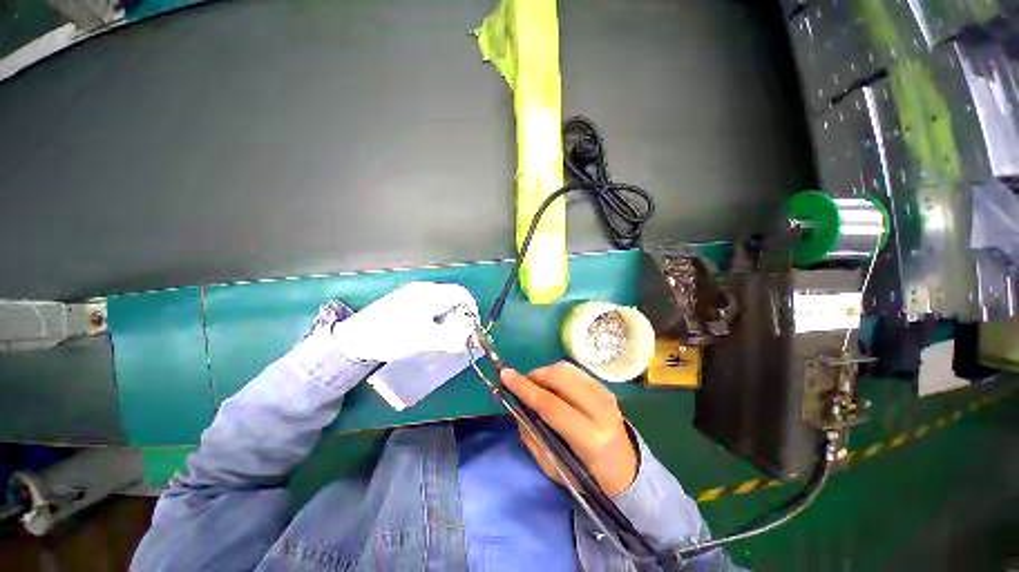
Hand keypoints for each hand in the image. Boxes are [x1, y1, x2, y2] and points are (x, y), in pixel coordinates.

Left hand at [332, 281, 477, 362]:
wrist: (354, 338)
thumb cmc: (390, 336)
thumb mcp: (423, 340)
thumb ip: (450, 338)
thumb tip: (468, 339)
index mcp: (429, 294)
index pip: (461, 294)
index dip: (471, 309)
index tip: (472, 327)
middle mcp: (423, 290)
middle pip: (452, 298)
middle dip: (459, 316)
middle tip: (457, 335)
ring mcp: (413, 294)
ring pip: (441, 304)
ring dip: (447, 319)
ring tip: (442, 336)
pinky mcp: (406, 302)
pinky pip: (430, 307)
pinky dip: (436, 319)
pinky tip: (428, 332)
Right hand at [501, 362, 637, 496]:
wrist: (625, 469)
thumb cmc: (587, 476)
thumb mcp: (554, 468)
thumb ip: (533, 437)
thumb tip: (517, 407)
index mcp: (590, 438)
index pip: (551, 405)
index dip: (525, 389)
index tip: (505, 375)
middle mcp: (601, 410)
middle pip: (561, 377)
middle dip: (535, 375)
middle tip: (523, 385)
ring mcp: (606, 394)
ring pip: (567, 369)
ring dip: (545, 373)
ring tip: (537, 387)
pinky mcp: (606, 387)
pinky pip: (574, 371)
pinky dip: (557, 375)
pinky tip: (554, 388)